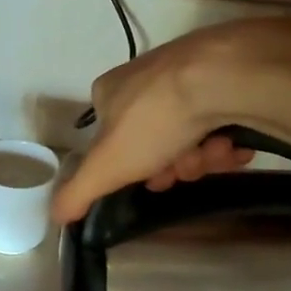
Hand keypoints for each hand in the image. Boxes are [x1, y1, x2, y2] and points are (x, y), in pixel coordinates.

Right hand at [50, 20, 288, 222]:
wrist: (219, 78)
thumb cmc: (153, 120)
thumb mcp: (106, 166)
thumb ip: (77, 192)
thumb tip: (55, 215)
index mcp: (109, 92)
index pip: (112, 139)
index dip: (132, 168)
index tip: (154, 181)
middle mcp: (144, 80)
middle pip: (156, 142)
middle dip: (175, 164)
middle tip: (187, 168)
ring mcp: (185, 75)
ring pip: (191, 134)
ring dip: (204, 155)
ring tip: (216, 152)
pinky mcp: (223, 76)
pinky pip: (222, 120)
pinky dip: (228, 139)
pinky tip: (235, 145)